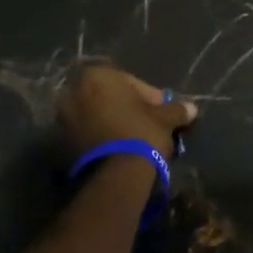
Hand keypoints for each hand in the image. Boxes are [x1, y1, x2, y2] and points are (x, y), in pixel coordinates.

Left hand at [56, 65, 197, 164]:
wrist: (115, 176)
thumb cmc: (140, 133)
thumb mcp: (165, 119)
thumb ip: (176, 109)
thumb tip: (192, 108)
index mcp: (96, 76)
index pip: (129, 81)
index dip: (148, 96)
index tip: (161, 110)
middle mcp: (73, 93)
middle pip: (108, 97)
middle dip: (127, 108)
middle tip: (147, 123)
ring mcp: (62, 120)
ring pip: (95, 116)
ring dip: (112, 123)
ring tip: (132, 139)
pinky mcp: (60, 146)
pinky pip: (86, 135)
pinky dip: (100, 138)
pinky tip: (118, 150)